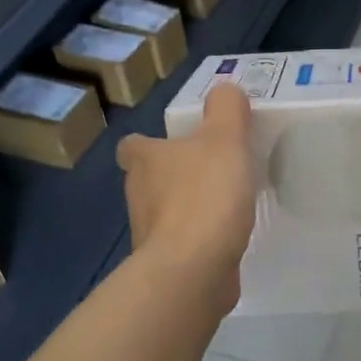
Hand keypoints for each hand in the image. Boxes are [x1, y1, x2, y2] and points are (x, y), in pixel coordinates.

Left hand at [117, 82, 256, 314]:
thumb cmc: (205, 197)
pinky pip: (183, 246)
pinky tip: (227, 240)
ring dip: (188, 210)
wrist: (193, 270)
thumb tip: (225, 90)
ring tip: (225, 206)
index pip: (134, 145)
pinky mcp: (167, 265)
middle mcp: (138, 195)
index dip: (151, 143)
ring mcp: (150, 234)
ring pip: (166, 214)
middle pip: (150, 180)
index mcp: (145, 160)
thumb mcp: (225, 139)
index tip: (177, 145)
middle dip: (174, 176)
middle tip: (211, 172)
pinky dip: (199, 242)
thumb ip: (227, 110)